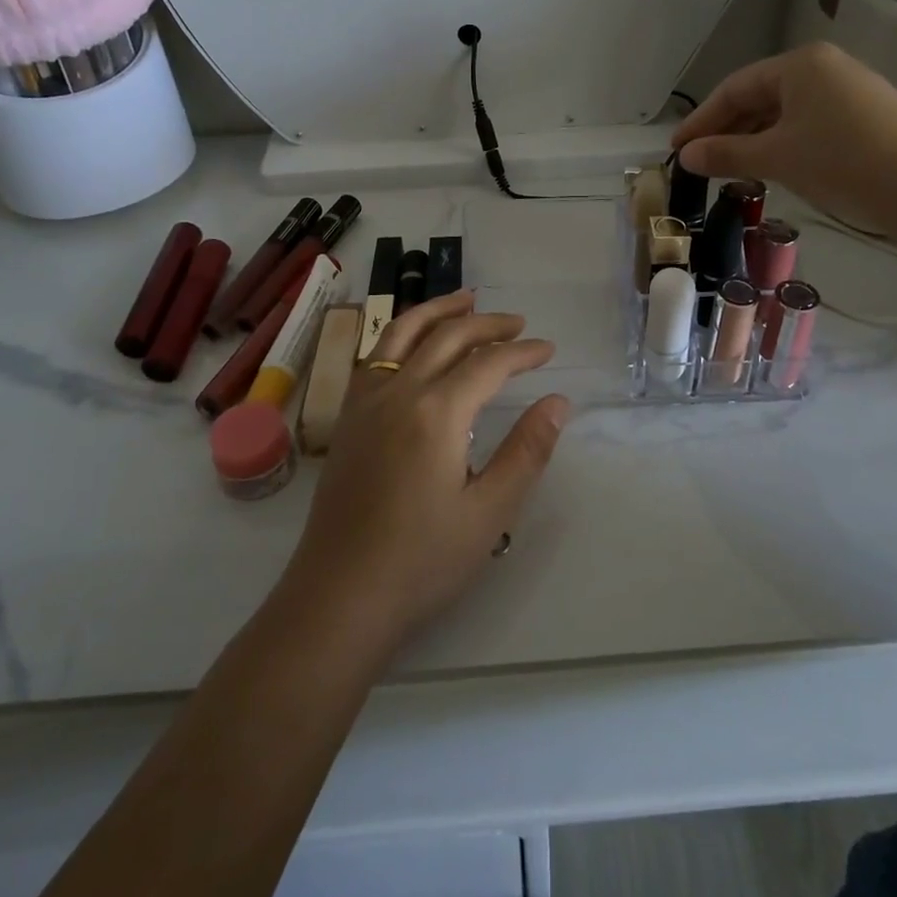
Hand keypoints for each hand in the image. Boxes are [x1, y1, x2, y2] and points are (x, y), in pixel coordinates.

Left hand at [285, 292, 568, 644]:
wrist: (339, 597)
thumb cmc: (422, 561)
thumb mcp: (490, 512)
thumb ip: (526, 451)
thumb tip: (557, 401)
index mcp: (437, 412)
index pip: (488, 364)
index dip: (522, 353)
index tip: (548, 349)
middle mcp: (398, 392)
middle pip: (447, 336)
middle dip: (487, 324)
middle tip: (519, 323)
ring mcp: (365, 402)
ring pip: (403, 334)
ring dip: (438, 311)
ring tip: (466, 300)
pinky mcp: (348, 419)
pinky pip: (376, 355)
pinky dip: (402, 334)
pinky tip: (413, 344)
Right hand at [670, 42, 896, 245]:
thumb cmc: (840, 161)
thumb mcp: (776, 157)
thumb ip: (726, 153)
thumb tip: (686, 156)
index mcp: (798, 64)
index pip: (733, 88)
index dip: (701, 120)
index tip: (676, 150)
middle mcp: (824, 67)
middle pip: (759, 97)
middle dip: (726, 130)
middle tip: (700, 162)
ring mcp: (849, 90)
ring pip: (785, 113)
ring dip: (753, 140)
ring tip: (731, 169)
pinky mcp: (867, 115)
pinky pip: (809, 123)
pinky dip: (783, 143)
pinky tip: (773, 167)